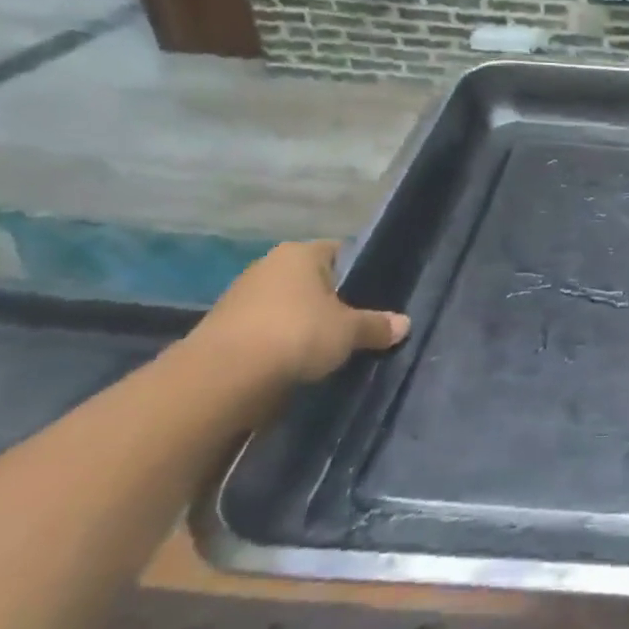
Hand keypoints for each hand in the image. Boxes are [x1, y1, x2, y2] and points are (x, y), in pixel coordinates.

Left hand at [195, 241, 408, 384]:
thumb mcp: (350, 331)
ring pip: (288, 306)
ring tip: (331, 347)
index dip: (359, 272)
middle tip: (358, 323)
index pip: (339, 252)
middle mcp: (268, 266)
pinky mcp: (224, 329)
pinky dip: (282, 343)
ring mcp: (241, 297)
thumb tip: (404, 324)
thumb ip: (377, 325)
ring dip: (305, 324)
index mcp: (300, 253)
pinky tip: (299, 362)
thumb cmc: (298, 333)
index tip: (375, 295)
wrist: (224, 376)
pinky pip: (267, 330)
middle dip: (333, 301)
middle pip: (312, 280)